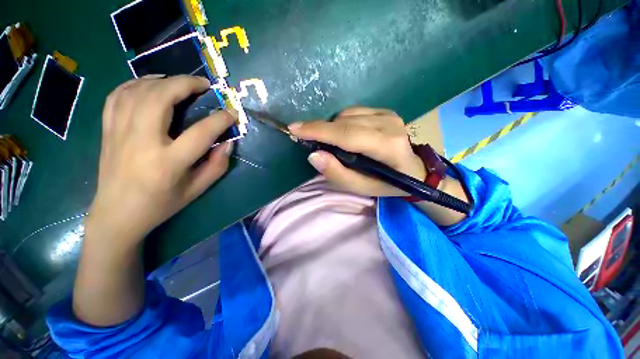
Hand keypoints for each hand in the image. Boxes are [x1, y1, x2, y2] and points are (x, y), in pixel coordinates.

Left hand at [88, 75, 236, 245]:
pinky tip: (151, 84)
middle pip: (161, 98)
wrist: (117, 213)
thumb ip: (217, 166)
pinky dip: (136, 83)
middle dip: (186, 84)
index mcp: (168, 163)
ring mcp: (119, 133)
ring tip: (181, 83)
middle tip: (204, 85)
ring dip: (164, 80)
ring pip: (138, 91)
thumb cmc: (161, 204)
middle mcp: (141, 142)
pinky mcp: (108, 130)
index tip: (232, 113)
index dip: (220, 120)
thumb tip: (228, 142)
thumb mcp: (197, 190)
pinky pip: (118, 95)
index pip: (200, 133)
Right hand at [288, 107, 425, 196]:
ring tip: (334, 145)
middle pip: (344, 123)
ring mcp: (389, 114)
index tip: (294, 129)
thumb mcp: (362, 188)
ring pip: (347, 115)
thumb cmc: (387, 184)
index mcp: (387, 146)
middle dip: (321, 130)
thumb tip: (314, 155)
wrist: (414, 170)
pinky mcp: (386, 111)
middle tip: (310, 142)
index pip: (346, 134)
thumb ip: (338, 174)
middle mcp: (389, 124)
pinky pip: (354, 112)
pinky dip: (343, 123)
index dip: (318, 131)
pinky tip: (346, 136)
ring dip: (333, 129)